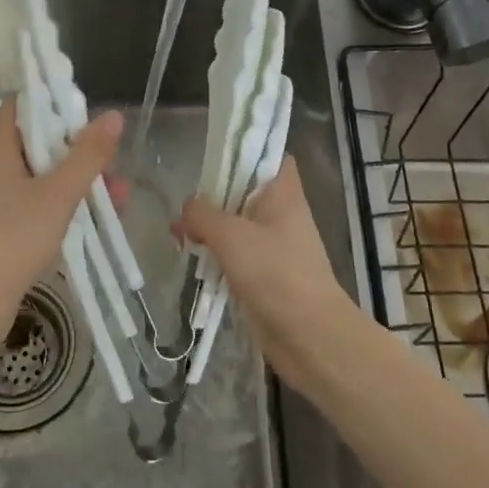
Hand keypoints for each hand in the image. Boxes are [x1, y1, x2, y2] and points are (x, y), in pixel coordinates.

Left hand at [0, 99, 122, 338]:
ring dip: (79, 178)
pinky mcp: (3, 222)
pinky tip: (99, 216)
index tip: (87, 112)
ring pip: (43, 173)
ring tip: (120, 194)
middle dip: (78, 148)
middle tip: (112, 159)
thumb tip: (113, 116)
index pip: (22, 104)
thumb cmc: (15, 237)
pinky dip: (65, 201)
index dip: (53, 101)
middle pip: (38, 139)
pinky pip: (38, 199)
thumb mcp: (59, 193)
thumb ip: (88, 154)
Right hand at [179, 157, 361, 393]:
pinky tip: (192, 260)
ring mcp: (275, 247)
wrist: (309, 336)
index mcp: (283, 194)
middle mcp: (282, 215)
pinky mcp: (266, 276)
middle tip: (186, 205)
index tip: (216, 156)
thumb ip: (202, 214)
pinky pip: (237, 256)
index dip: (246, 151)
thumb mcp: (230, 235)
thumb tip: (187, 209)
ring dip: (211, 229)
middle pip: (245, 191)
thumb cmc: (275, 273)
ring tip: (179, 235)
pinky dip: (216, 256)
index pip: (271, 156)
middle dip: (214, 196)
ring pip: (238, 225)